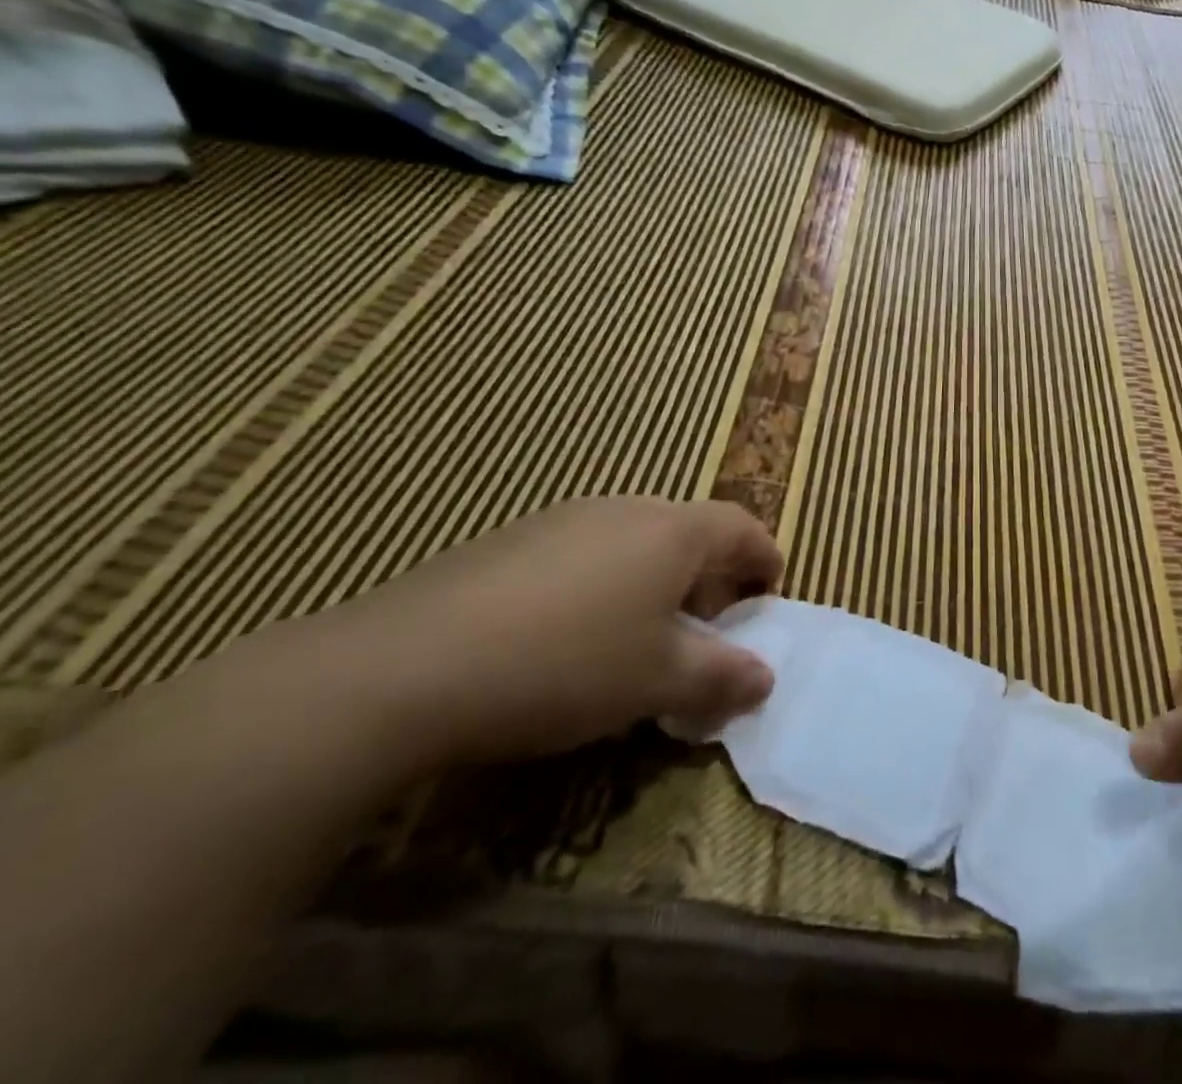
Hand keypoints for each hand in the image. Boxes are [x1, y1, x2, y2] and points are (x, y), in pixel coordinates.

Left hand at [322, 499, 781, 765]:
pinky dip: (605, 584)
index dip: (763, 559)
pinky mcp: (512, 540)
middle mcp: (626, 510)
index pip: (741, 527)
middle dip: (709, 576)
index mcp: (672, 532)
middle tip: (707, 629)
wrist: (405, 667)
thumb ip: (721, 675)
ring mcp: (564, 519)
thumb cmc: (566, 665)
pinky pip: (585, 552)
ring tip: (640, 637)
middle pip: (689, 531)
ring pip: (635, 541)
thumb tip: (764, 677)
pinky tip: (571, 635)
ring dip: (656, 581)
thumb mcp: (658, 680)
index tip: (768, 596)